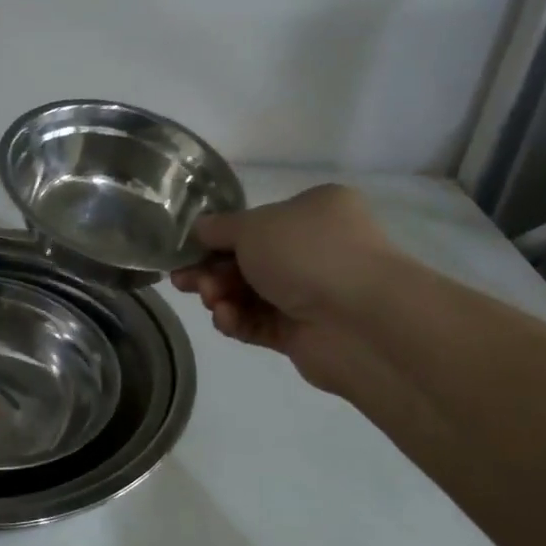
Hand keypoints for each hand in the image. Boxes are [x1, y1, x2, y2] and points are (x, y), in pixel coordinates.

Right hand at [171, 185, 399, 393]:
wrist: (362, 321)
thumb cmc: (308, 254)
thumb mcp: (253, 226)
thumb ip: (219, 228)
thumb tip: (199, 229)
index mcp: (315, 211)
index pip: (258, 221)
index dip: (218, 236)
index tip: (187, 250)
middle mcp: (318, 249)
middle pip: (249, 260)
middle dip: (212, 270)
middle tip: (184, 281)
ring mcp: (313, 293)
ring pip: (252, 293)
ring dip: (222, 296)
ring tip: (210, 300)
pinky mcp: (305, 333)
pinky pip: (261, 324)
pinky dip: (238, 321)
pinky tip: (225, 319)